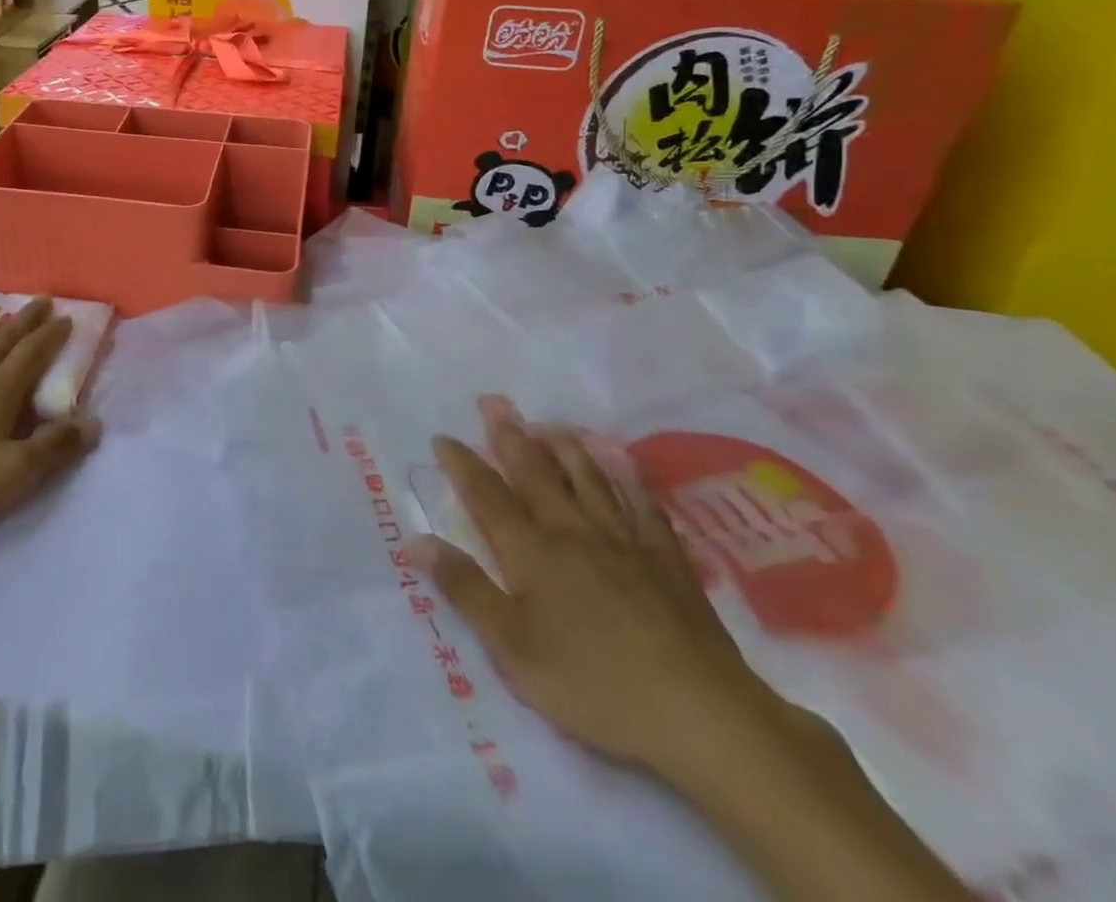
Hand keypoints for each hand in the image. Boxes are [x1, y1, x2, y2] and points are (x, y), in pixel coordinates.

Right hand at [412, 396, 804, 781]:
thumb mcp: (512, 648)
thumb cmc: (592, 684)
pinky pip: (644, 506)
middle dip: (510, 436)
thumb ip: (465, 589)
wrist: (698, 712)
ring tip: (550, 424)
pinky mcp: (667, 560)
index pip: (486, 495)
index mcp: (531, 552)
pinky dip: (629, 480)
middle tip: (494, 402)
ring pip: (589, 479)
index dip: (462, 464)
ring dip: (565, 448)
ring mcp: (624, 542)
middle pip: (536, 473)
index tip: (443, 437)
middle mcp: (573, 531)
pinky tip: (623, 465)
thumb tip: (418, 541)